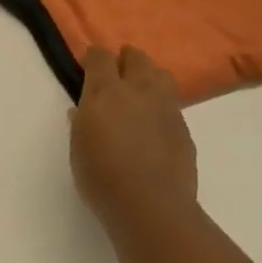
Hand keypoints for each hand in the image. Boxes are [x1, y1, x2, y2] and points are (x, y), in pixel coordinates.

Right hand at [69, 45, 200, 241]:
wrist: (150, 205)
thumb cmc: (101, 177)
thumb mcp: (78, 148)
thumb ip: (81, 123)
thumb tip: (81, 110)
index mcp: (105, 92)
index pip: (101, 57)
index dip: (94, 58)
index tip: (88, 66)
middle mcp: (138, 91)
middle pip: (137, 57)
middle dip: (126, 59)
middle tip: (116, 73)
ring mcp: (166, 107)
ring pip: (160, 75)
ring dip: (148, 76)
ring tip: (139, 93)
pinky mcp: (183, 127)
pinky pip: (172, 104)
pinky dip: (160, 105)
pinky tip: (152, 124)